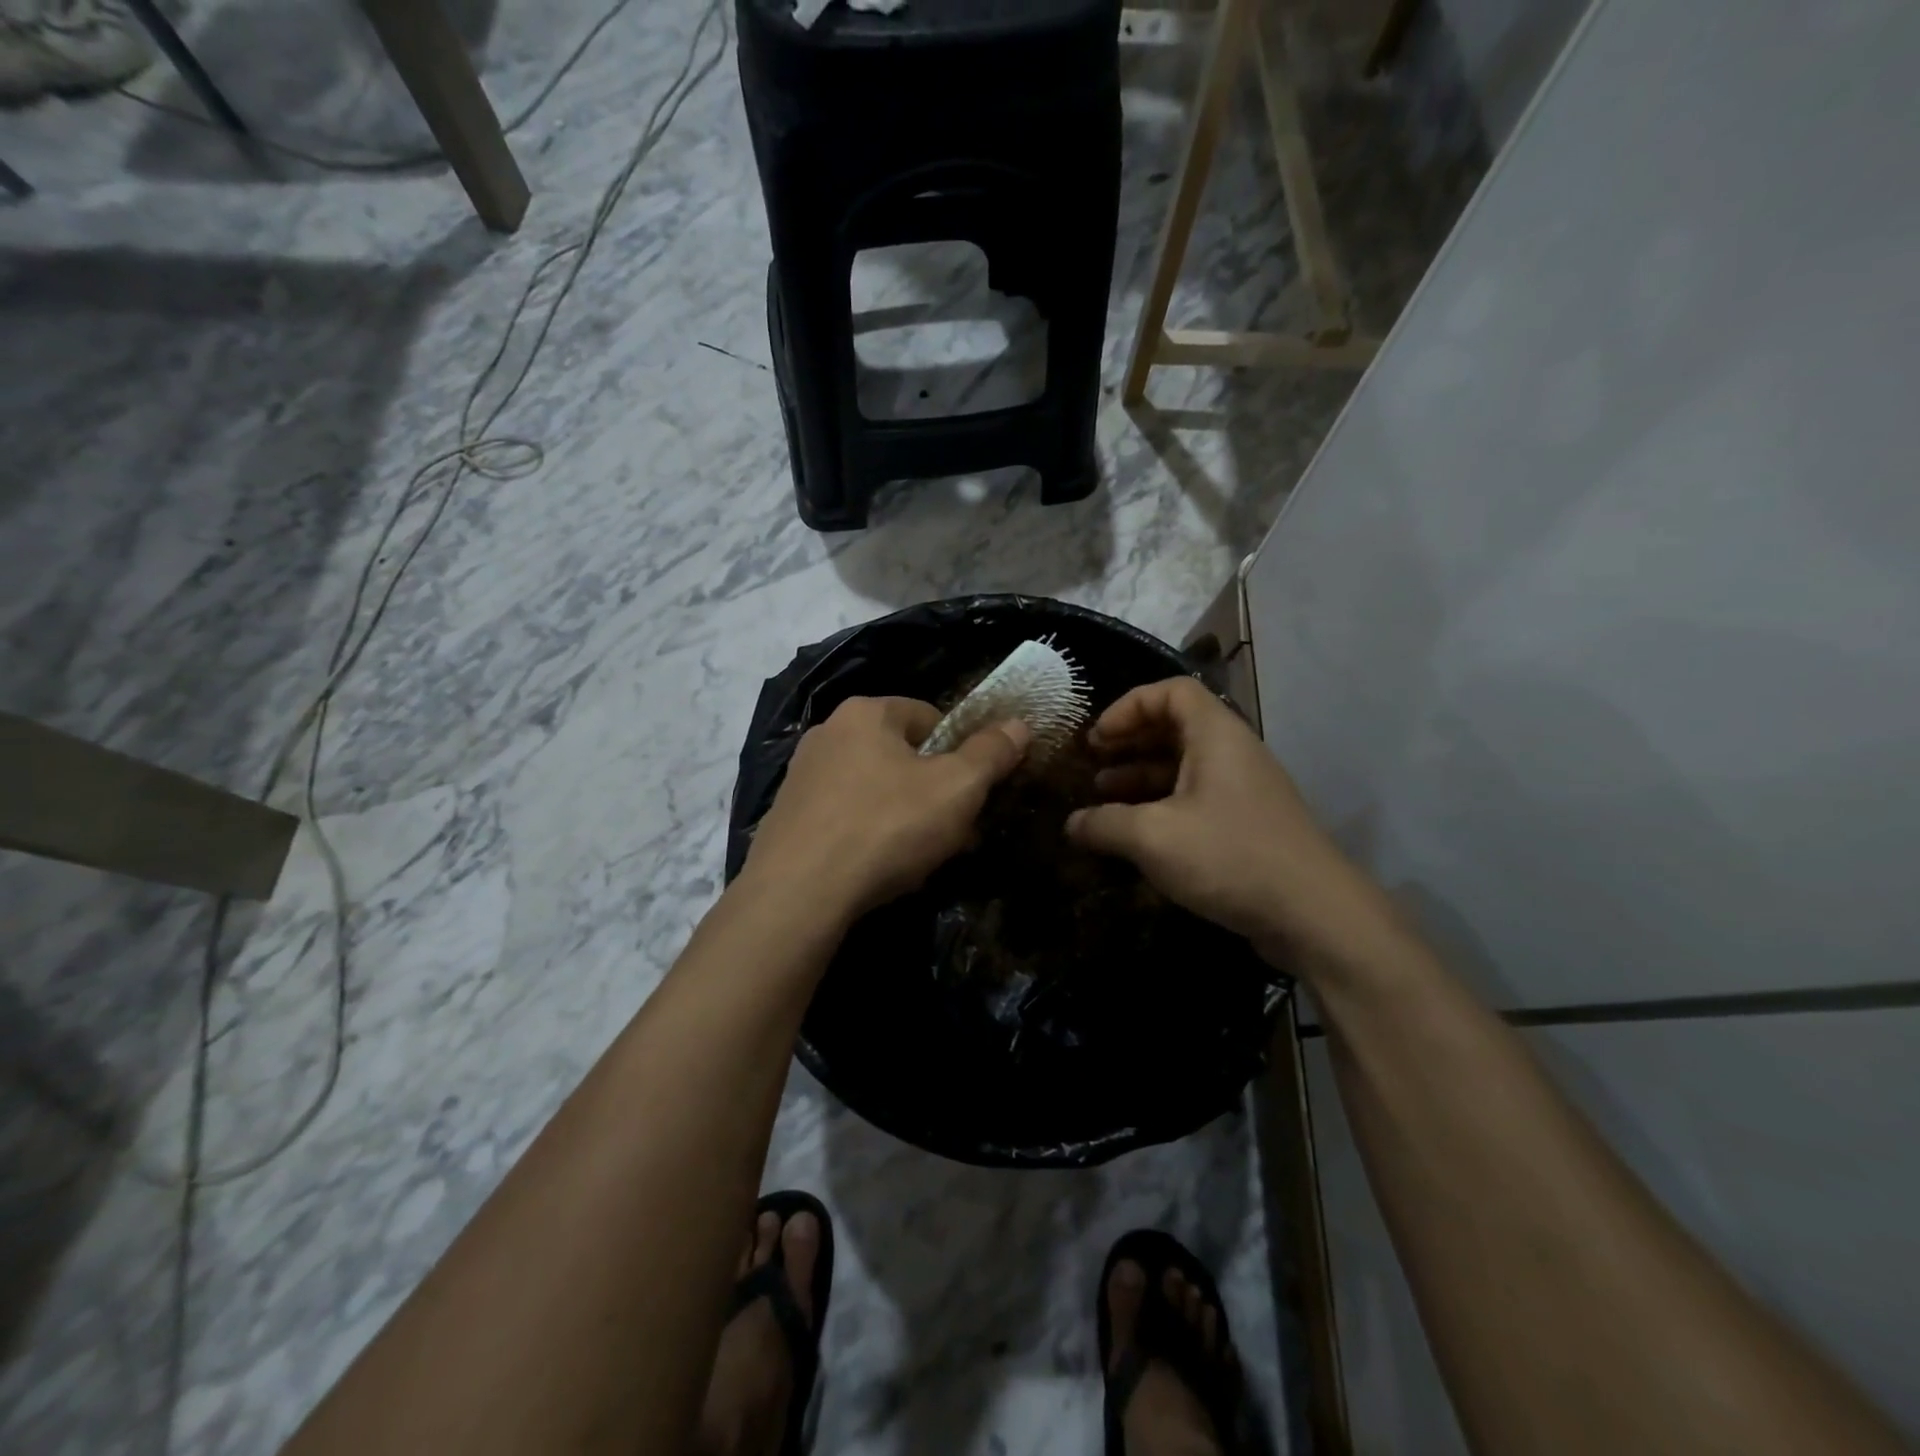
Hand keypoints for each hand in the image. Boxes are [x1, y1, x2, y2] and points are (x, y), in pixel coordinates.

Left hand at [741, 696, 1030, 923]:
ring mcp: (801, 776)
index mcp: (866, 712)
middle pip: (901, 755)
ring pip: (873, 789)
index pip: (931, 717)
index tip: (973, 794)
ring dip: (902, 816)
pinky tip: (878, 869)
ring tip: (919, 857)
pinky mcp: (786, 818)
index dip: (961, 753)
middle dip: (932, 790)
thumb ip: (991, 753)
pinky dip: (867, 835)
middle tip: (953, 831)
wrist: (798, 893)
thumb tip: (1019, 725)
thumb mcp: (957, 789)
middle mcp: (827, 733)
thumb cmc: (886, 827)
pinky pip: (844, 817)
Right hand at [1066, 677, 1398, 969]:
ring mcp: (1244, 790)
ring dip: (1141, 776)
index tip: (1098, 738)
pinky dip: (1162, 805)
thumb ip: (1104, 824)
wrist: (1314, 915)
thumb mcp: (1153, 837)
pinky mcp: (1247, 824)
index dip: (1128, 707)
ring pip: (1184, 766)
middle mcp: (1233, 752)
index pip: (1171, 692)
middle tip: (1092, 765)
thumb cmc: (1229, 856)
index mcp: (1216, 735)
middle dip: (1129, 743)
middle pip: (1175, 727)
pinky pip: (1196, 798)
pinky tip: (1136, 833)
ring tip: (1103, 799)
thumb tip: (1071, 824)